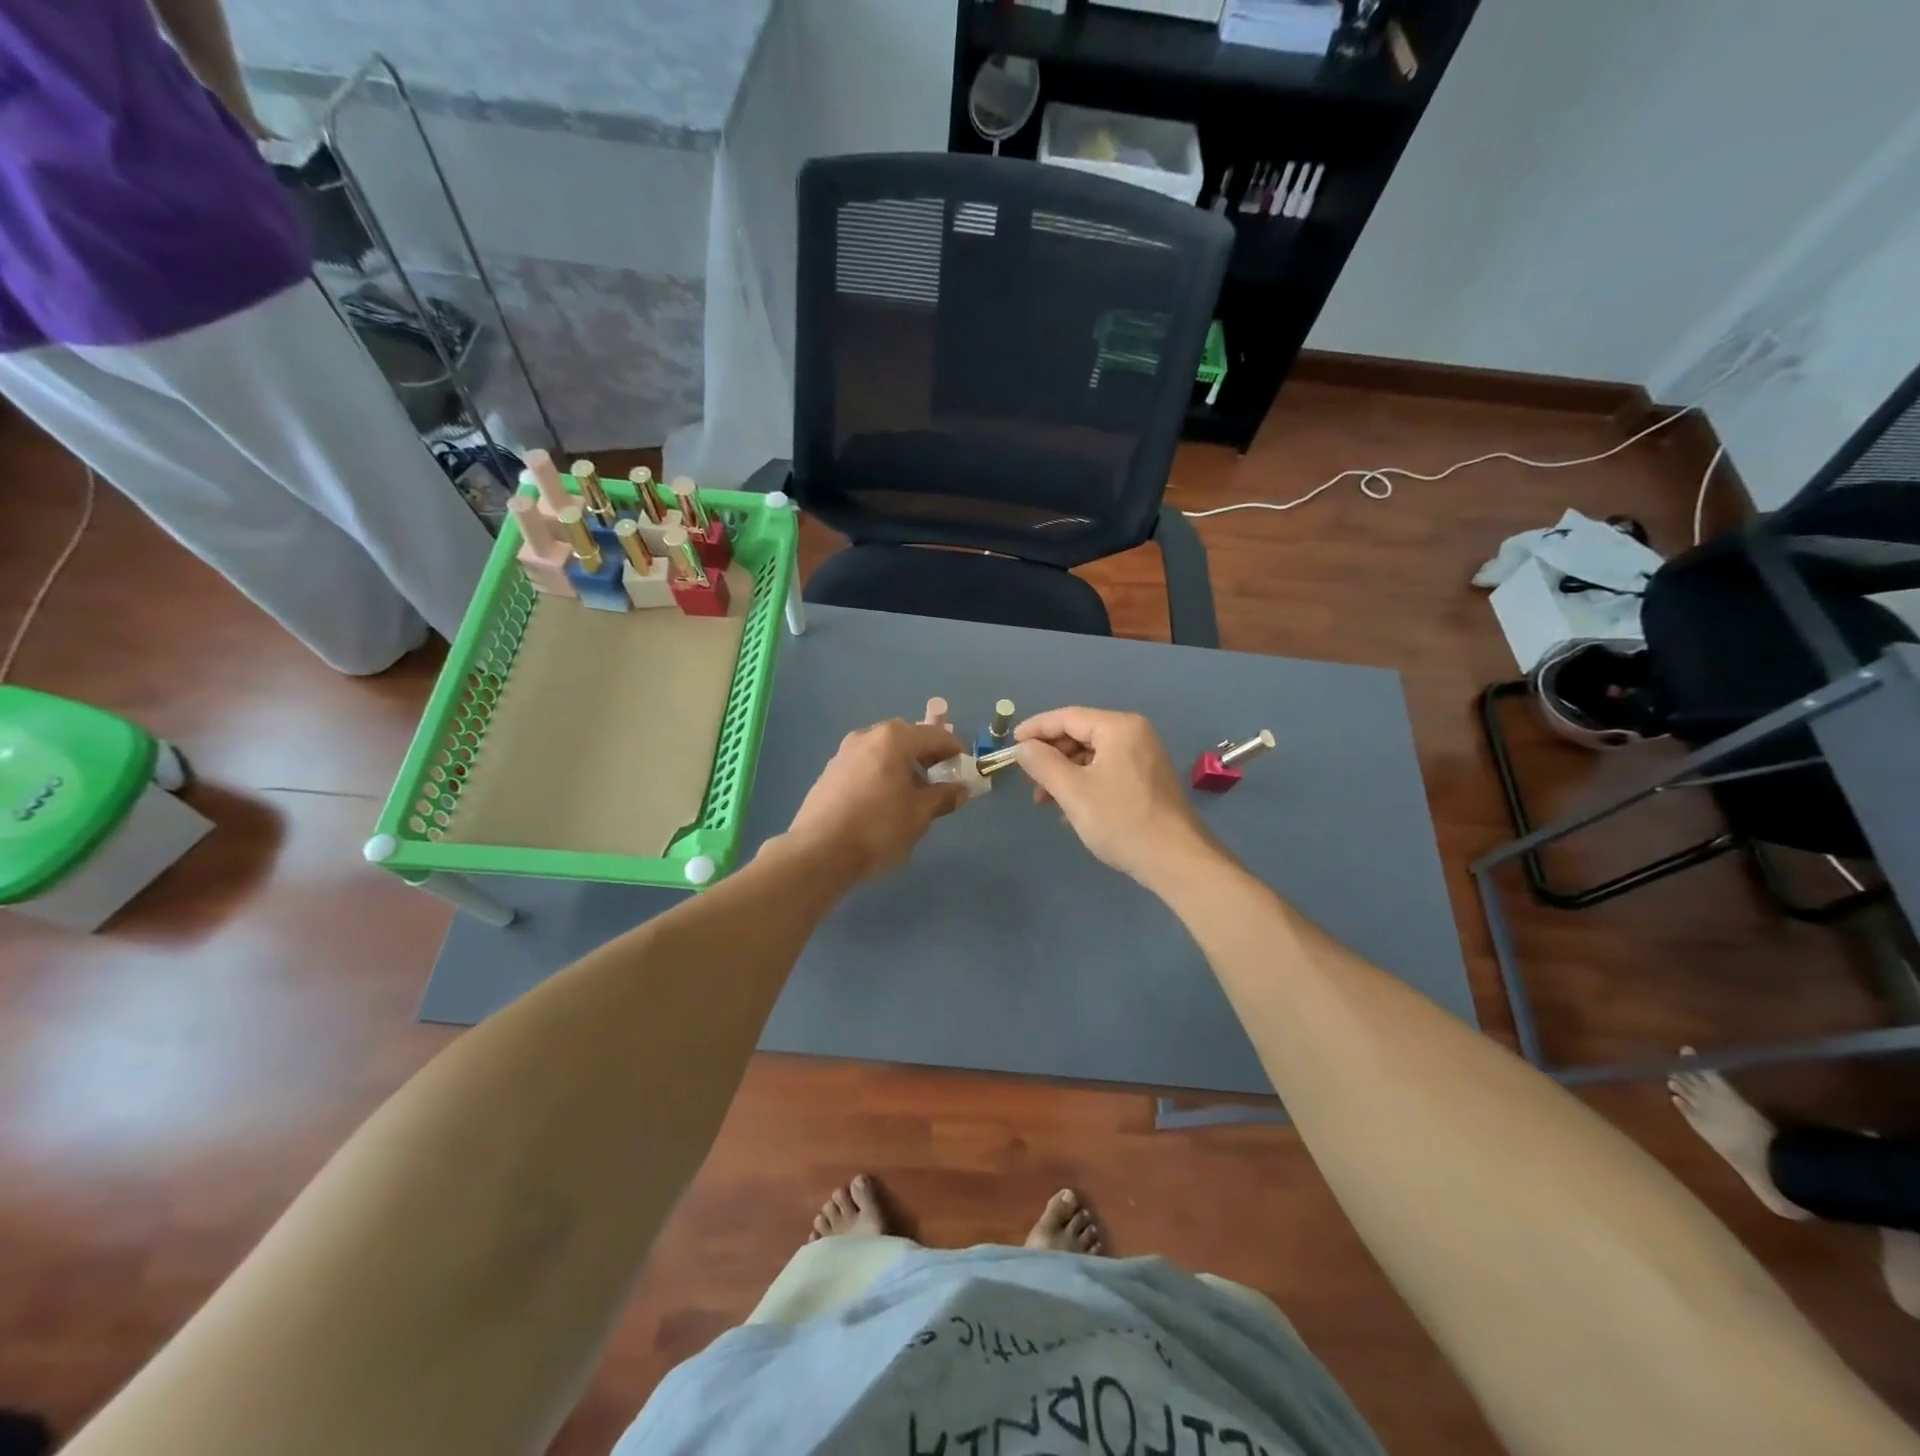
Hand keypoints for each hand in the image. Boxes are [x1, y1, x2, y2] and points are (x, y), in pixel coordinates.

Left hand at [779, 719, 966, 883]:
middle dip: (926, 755)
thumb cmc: (878, 828)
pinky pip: (865, 765)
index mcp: (893, 739)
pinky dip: (881, 775)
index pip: (934, 735)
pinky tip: (884, 802)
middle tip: (940, 779)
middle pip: (906, 738)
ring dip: (902, 765)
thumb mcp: (919, 815)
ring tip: (912, 794)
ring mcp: (843, 753)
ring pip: (883, 752)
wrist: (819, 852)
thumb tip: (960, 790)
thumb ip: (943, 797)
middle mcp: (866, 737)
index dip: (954, 750)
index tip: (965, 769)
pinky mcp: (829, 773)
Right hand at [1014, 708, 1220, 886]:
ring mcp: (1143, 757)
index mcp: (1119, 728)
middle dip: (1050, 756)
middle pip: (1080, 734)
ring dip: (1064, 773)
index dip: (1035, 729)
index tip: (1010, 745)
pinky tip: (1070, 809)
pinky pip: (1106, 770)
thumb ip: (1043, 764)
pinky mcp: (1146, 779)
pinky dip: (1084, 783)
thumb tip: (1022, 747)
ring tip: (1045, 800)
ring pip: (1091, 755)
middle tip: (1028, 779)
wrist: (1176, 860)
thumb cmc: (1121, 821)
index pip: (1067, 717)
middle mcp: (1134, 734)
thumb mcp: (1073, 791)